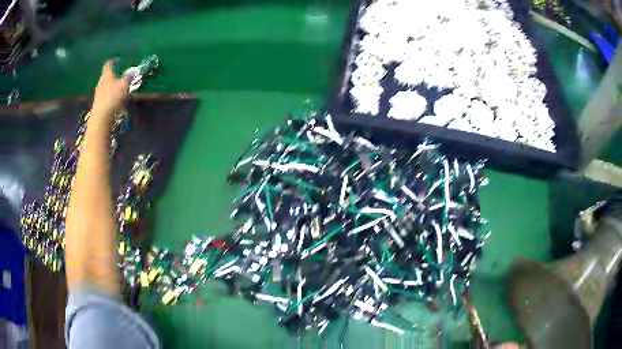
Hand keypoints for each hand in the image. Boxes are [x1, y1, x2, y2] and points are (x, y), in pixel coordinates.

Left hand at [91, 60, 132, 120]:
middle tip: (121, 77)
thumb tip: (134, 70)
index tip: (119, 61)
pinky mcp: (98, 103)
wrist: (101, 116)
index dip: (114, 61)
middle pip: (107, 75)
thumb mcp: (124, 85)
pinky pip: (105, 96)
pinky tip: (115, 100)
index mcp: (107, 74)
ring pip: (106, 86)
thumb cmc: (113, 97)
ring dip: (112, 87)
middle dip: (114, 76)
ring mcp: (98, 93)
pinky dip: (110, 96)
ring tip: (119, 90)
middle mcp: (101, 81)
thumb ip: (129, 77)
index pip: (109, 64)